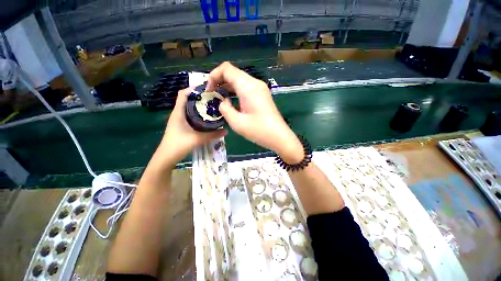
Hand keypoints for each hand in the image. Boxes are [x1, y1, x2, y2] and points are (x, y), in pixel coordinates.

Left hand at [158, 88, 226, 166]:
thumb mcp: (197, 139)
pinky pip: (190, 116)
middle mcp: (178, 114)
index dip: (193, 88)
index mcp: (178, 112)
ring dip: (199, 106)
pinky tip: (206, 118)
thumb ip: (212, 135)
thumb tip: (226, 130)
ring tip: (212, 106)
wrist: (166, 158)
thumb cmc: (178, 145)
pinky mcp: (181, 126)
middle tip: (213, 98)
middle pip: (188, 100)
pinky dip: (198, 114)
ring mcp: (179, 120)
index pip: (183, 94)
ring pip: (189, 108)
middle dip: (200, 97)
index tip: (207, 89)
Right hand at [207, 62, 303, 162]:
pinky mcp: (262, 95)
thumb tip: (223, 101)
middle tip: (212, 95)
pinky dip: (236, 91)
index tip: (208, 91)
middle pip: (233, 73)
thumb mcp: (237, 122)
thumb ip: (225, 109)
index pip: (226, 69)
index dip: (214, 76)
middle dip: (219, 81)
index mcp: (248, 87)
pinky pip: (246, 87)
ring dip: (227, 86)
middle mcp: (255, 83)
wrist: (279, 137)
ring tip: (219, 98)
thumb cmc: (259, 131)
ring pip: (239, 80)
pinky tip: (231, 101)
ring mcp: (260, 88)